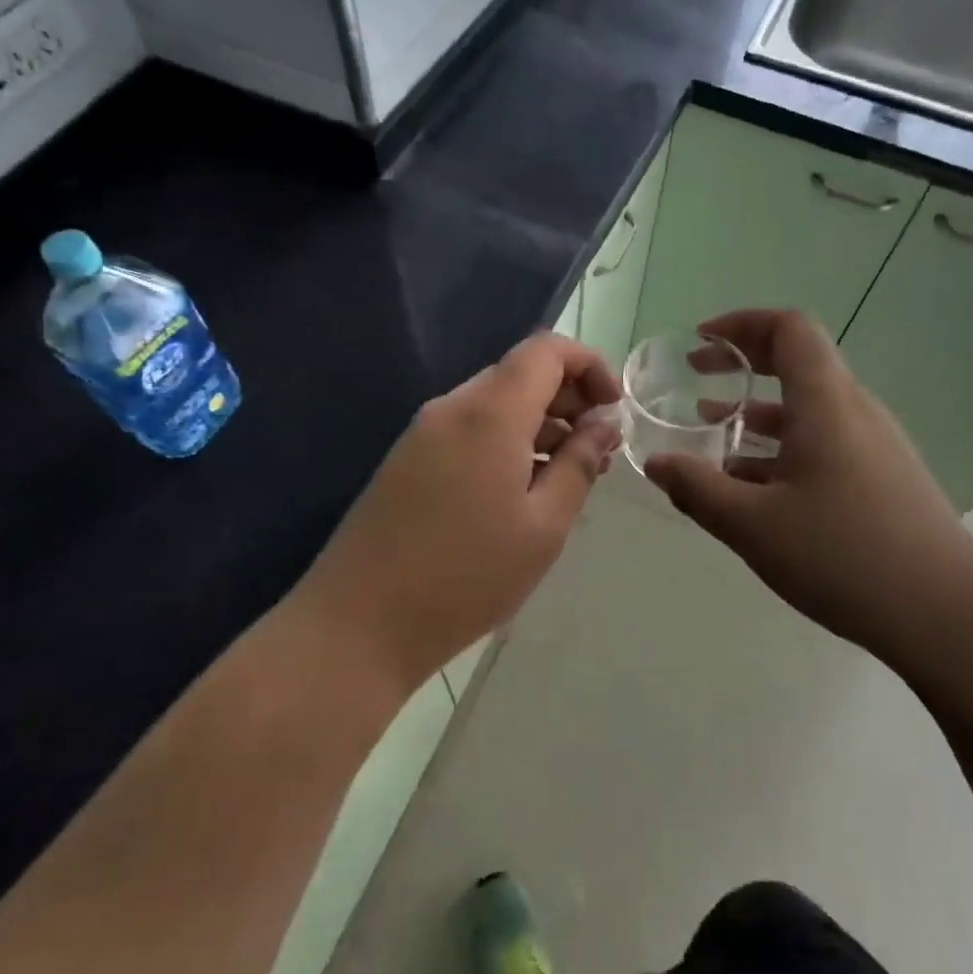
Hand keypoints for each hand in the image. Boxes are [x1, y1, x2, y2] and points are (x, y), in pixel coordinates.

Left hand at [296, 332, 620, 689]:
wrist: (358, 623)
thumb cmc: (466, 577)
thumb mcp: (543, 526)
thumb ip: (580, 464)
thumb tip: (603, 423)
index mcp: (490, 413)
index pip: (546, 350)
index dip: (589, 365)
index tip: (614, 409)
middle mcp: (453, 407)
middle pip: (520, 373)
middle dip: (568, 398)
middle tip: (599, 449)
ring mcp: (423, 432)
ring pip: (494, 403)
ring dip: (538, 423)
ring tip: (568, 476)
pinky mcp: (407, 459)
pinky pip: (468, 429)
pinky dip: (505, 442)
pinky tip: (520, 491)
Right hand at [644, 310, 972, 665]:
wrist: (947, 616)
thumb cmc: (843, 555)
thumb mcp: (752, 525)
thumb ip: (697, 489)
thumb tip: (655, 464)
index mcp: (826, 402)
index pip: (789, 329)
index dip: (741, 324)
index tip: (699, 341)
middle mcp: (854, 411)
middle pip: (798, 363)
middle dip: (742, 365)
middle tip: (696, 378)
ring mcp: (874, 446)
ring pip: (808, 409)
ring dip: (757, 412)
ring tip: (712, 435)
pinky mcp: (883, 479)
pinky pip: (824, 443)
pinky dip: (782, 447)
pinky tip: (753, 488)